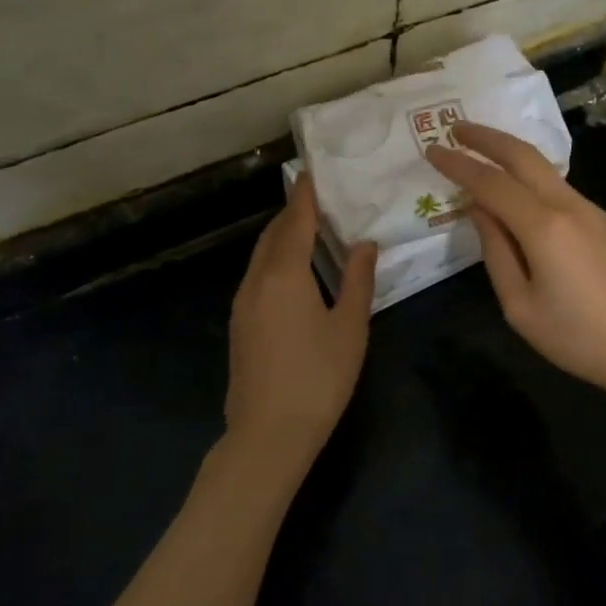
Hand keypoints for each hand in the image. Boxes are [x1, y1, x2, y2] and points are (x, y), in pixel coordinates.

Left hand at [225, 173, 376, 463]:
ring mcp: (242, 304)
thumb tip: (365, 244)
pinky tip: (293, 273)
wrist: (268, 434)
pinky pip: (257, 277)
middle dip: (292, 213)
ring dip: (282, 238)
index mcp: (284, 274)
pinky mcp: (239, 325)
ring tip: (309, 231)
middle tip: (318, 199)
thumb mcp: (349, 327)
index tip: (313, 171)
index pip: (295, 221)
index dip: (305, 195)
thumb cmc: (318, 377)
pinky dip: (274, 261)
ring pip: (261, 257)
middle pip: (272, 235)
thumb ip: (357, 280)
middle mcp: (256, 281)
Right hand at [426, 123, 605, 417]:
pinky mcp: (603, 222)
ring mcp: (590, 210)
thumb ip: (496, 252)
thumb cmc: (580, 338)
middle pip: (522, 156)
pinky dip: (529, 175)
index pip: (491, 183)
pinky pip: (557, 186)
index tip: (432, 150)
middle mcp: (567, 206)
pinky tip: (515, 186)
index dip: (459, 165)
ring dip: (509, 152)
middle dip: (487, 138)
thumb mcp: (521, 307)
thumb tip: (479, 211)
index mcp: (543, 227)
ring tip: (480, 150)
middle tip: (456, 128)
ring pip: (543, 167)